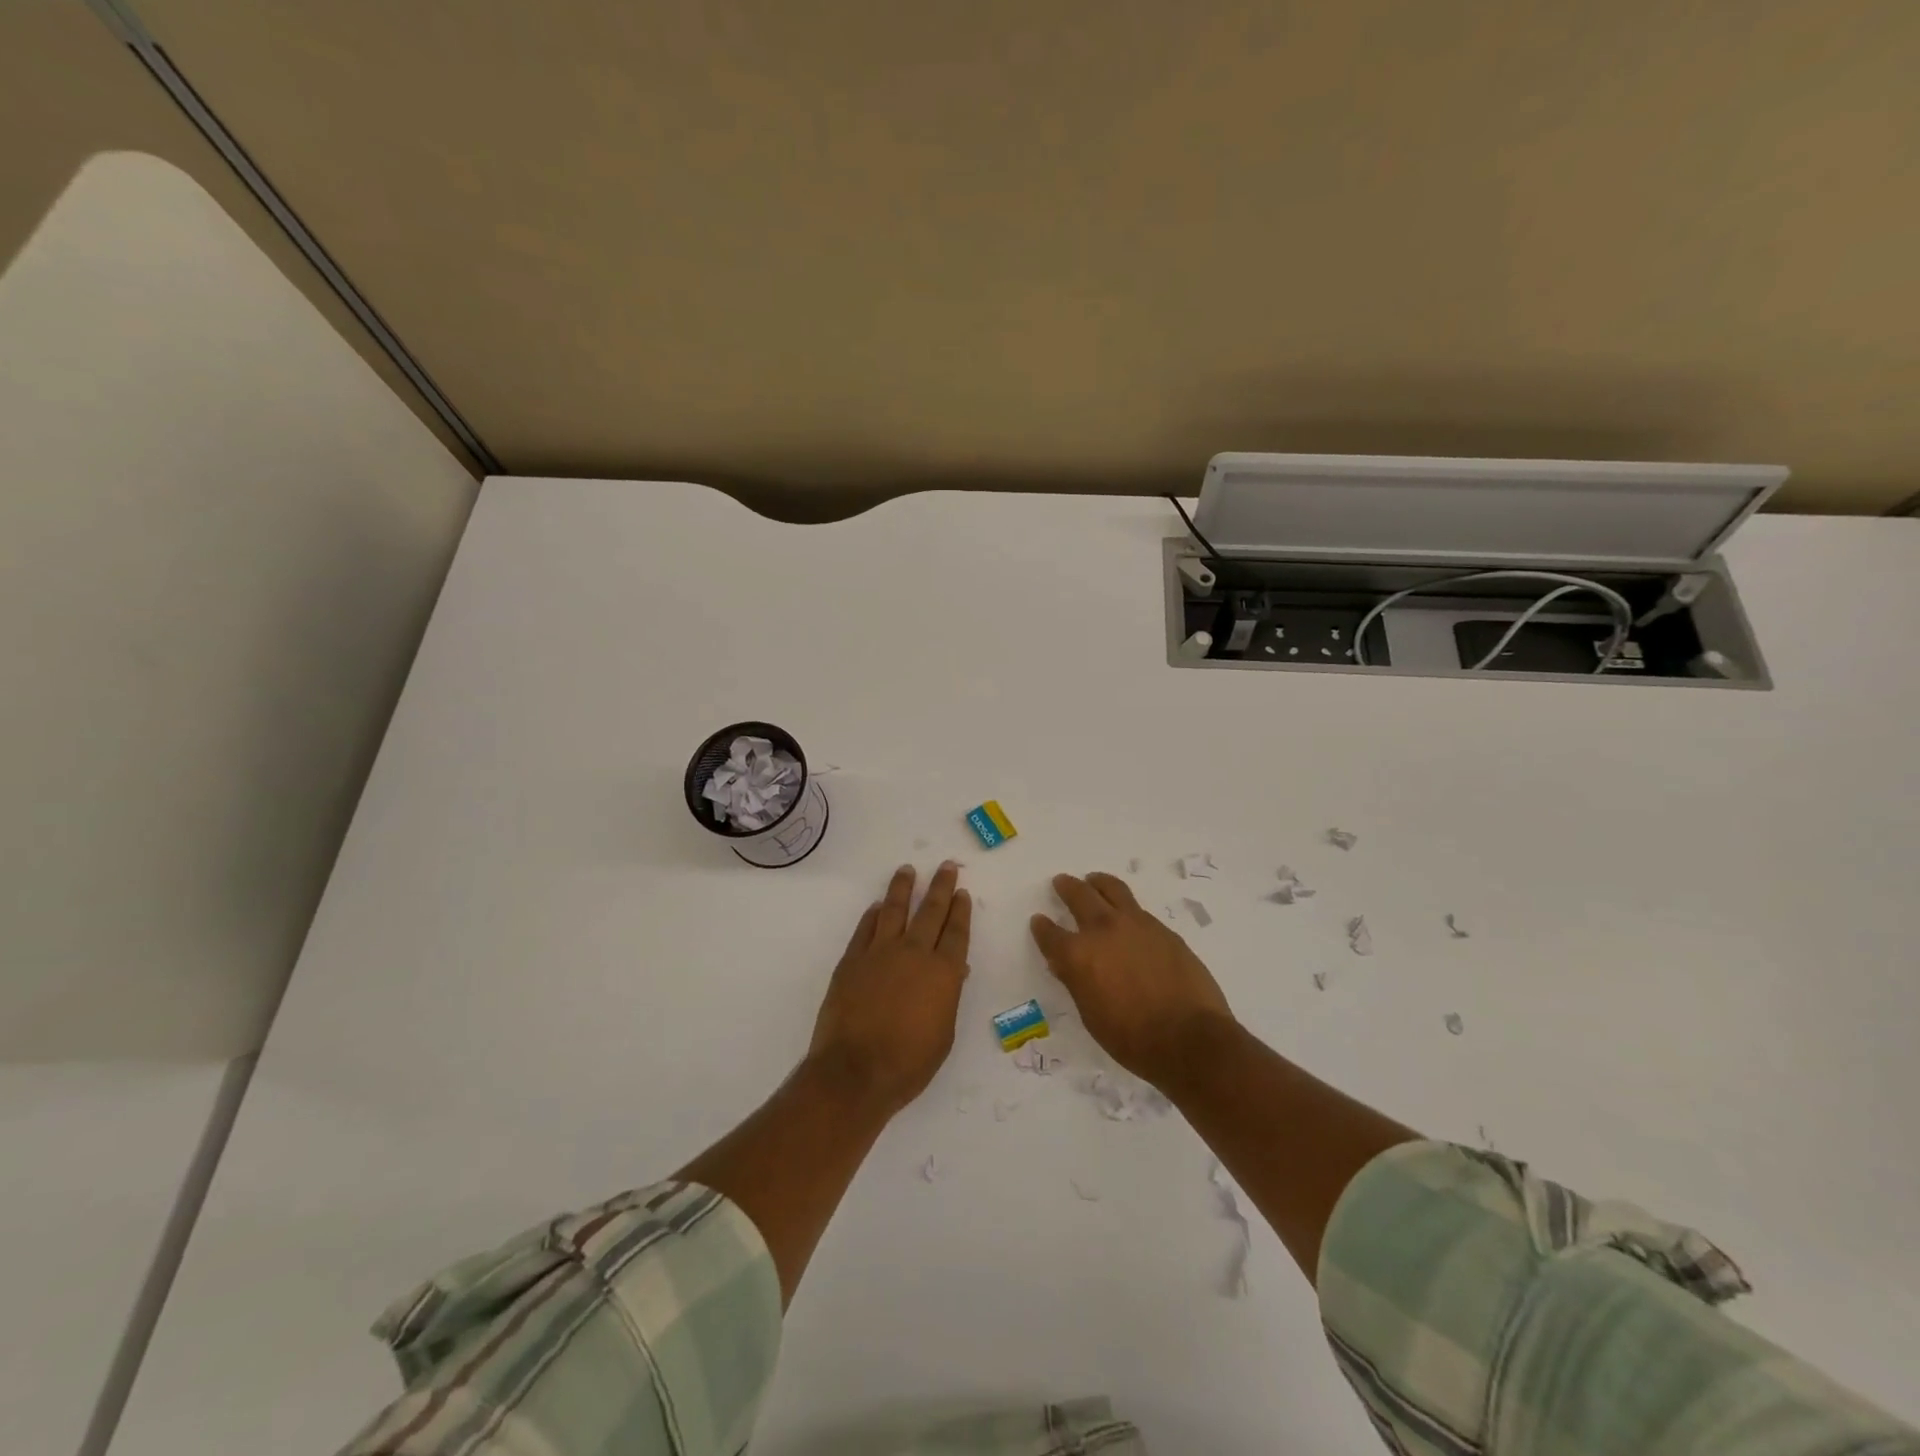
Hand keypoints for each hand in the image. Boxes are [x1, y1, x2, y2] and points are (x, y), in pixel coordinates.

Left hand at [808, 862, 971, 1113]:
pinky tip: (877, 906)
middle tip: (946, 866)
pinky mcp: (852, 960)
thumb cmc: (908, 1063)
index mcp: (943, 972)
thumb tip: (954, 972)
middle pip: (931, 911)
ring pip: (895, 910)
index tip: (962, 892)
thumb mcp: (943, 1034)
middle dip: (940, 887)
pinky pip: (865, 928)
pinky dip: (873, 914)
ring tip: (908, 870)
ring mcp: (880, 953)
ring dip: (903, 888)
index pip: (956, 932)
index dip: (961, 910)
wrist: (855, 1072)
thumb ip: (947, 997)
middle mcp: (914, 953)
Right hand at [1030, 871, 1235, 1090]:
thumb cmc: (1133, 1039)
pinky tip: (1127, 914)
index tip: (1039, 921)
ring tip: (1093, 881)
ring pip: (1111, 889)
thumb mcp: (1092, 1016)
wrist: (1190, 1038)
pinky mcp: (1162, 929)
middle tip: (1061, 882)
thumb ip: (1077, 983)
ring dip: (1098, 883)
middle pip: (1079, 896)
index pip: (1050, 934)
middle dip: (1067, 887)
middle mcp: (1103, 930)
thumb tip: (1064, 965)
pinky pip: (1137, 908)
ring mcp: (1136, 924)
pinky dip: (1125, 905)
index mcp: (1078, 955)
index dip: (1042, 928)